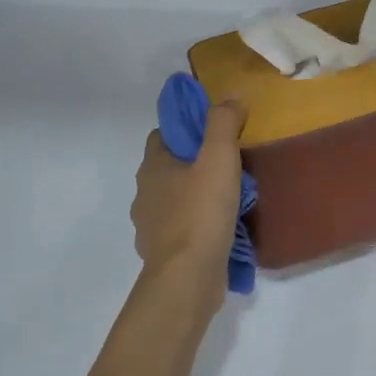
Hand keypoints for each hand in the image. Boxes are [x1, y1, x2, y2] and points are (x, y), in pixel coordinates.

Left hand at [131, 101, 246, 284]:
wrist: (188, 277)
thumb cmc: (201, 212)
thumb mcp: (219, 158)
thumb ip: (223, 123)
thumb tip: (230, 98)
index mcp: (152, 167)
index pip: (162, 136)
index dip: (185, 131)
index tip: (213, 135)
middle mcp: (144, 193)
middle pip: (168, 169)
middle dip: (193, 165)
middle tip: (227, 168)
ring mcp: (150, 226)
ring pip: (174, 201)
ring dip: (194, 198)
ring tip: (227, 201)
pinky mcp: (162, 253)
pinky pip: (180, 230)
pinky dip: (196, 226)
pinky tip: (219, 231)